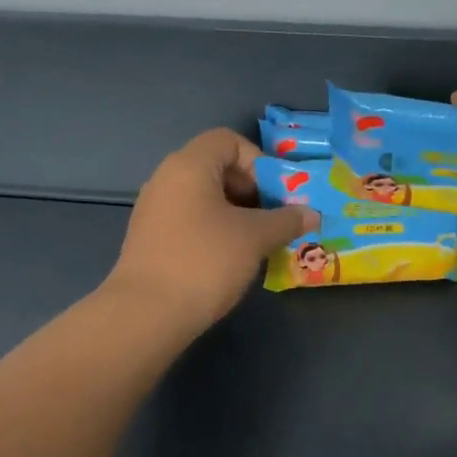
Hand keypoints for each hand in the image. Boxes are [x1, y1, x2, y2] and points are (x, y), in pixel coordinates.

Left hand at [104, 129, 319, 334]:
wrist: (146, 315)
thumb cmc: (205, 261)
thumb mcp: (255, 237)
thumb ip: (286, 220)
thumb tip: (311, 214)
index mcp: (189, 165)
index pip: (228, 140)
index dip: (258, 161)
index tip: (276, 194)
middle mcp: (166, 179)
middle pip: (217, 167)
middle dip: (252, 190)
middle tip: (274, 219)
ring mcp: (154, 210)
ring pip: (205, 197)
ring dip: (236, 214)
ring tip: (258, 242)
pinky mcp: (151, 239)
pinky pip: (190, 220)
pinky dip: (215, 230)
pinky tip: (230, 259)